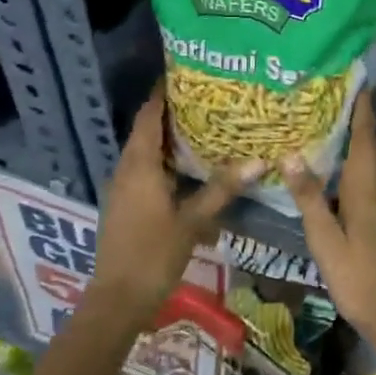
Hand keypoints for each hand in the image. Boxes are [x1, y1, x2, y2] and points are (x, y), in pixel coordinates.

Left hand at [90, 86, 261, 322]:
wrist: (117, 300)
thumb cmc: (153, 254)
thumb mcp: (192, 221)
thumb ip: (222, 189)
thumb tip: (258, 161)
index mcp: (139, 165)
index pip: (149, 115)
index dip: (163, 93)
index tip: (186, 74)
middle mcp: (126, 169)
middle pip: (147, 130)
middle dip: (172, 113)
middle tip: (207, 99)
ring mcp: (123, 188)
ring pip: (146, 152)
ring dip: (169, 139)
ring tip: (204, 127)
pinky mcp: (125, 205)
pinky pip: (145, 170)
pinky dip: (165, 161)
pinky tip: (189, 169)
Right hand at [282, 93, 375, 350]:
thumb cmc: (359, 280)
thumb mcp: (326, 243)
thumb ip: (309, 199)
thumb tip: (291, 155)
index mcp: (367, 193)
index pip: (365, 141)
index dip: (363, 112)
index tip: (360, 83)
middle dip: (365, 122)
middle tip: (346, 100)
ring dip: (367, 143)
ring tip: (344, 128)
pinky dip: (367, 165)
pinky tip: (350, 174)